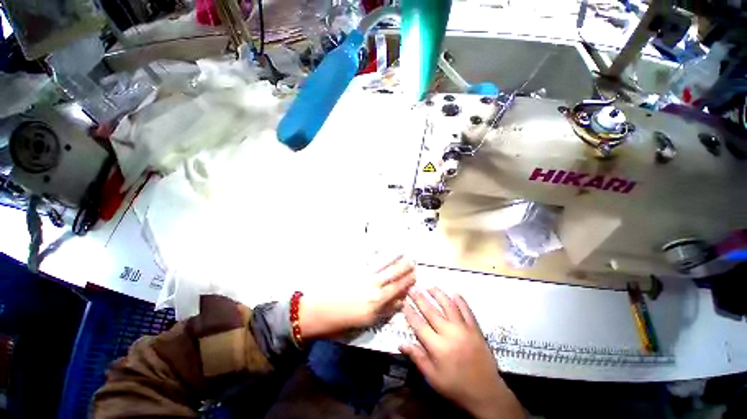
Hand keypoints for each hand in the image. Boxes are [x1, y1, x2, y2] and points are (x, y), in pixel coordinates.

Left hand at [299, 256, 414, 338]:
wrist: (317, 312)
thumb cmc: (340, 322)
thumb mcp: (365, 323)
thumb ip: (383, 312)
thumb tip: (398, 303)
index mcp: (376, 305)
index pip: (397, 291)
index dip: (407, 283)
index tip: (414, 276)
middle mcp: (373, 289)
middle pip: (393, 276)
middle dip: (405, 268)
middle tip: (413, 261)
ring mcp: (363, 278)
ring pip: (383, 266)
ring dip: (395, 259)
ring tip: (403, 253)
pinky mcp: (353, 271)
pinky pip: (368, 260)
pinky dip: (377, 253)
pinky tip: (382, 247)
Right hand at [400, 288, 523, 418]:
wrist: (486, 392)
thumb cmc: (455, 386)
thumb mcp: (433, 378)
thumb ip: (417, 357)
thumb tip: (400, 343)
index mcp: (437, 347)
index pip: (419, 324)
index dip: (409, 312)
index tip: (403, 302)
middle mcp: (449, 333)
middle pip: (431, 311)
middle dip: (420, 298)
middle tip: (412, 288)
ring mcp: (464, 328)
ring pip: (448, 305)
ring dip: (438, 294)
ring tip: (429, 287)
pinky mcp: (475, 328)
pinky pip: (467, 310)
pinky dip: (460, 300)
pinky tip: (454, 292)